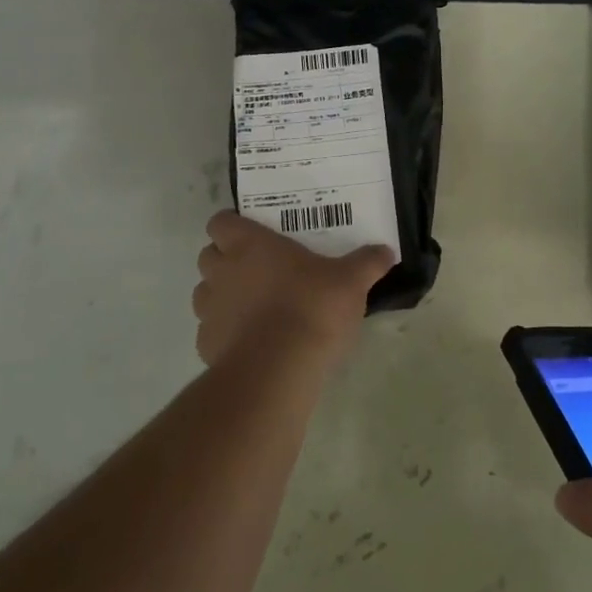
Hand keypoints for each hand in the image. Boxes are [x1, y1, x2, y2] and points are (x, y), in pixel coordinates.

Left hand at [191, 211, 393, 367]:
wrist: (277, 369)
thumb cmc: (312, 308)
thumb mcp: (351, 281)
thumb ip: (367, 263)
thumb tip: (386, 251)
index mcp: (250, 245)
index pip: (221, 221)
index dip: (233, 225)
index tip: (254, 233)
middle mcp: (222, 272)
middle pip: (208, 254)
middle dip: (226, 259)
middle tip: (259, 267)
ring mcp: (210, 310)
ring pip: (205, 293)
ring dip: (223, 295)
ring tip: (255, 305)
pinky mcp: (206, 346)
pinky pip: (211, 331)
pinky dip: (226, 332)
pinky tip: (253, 341)